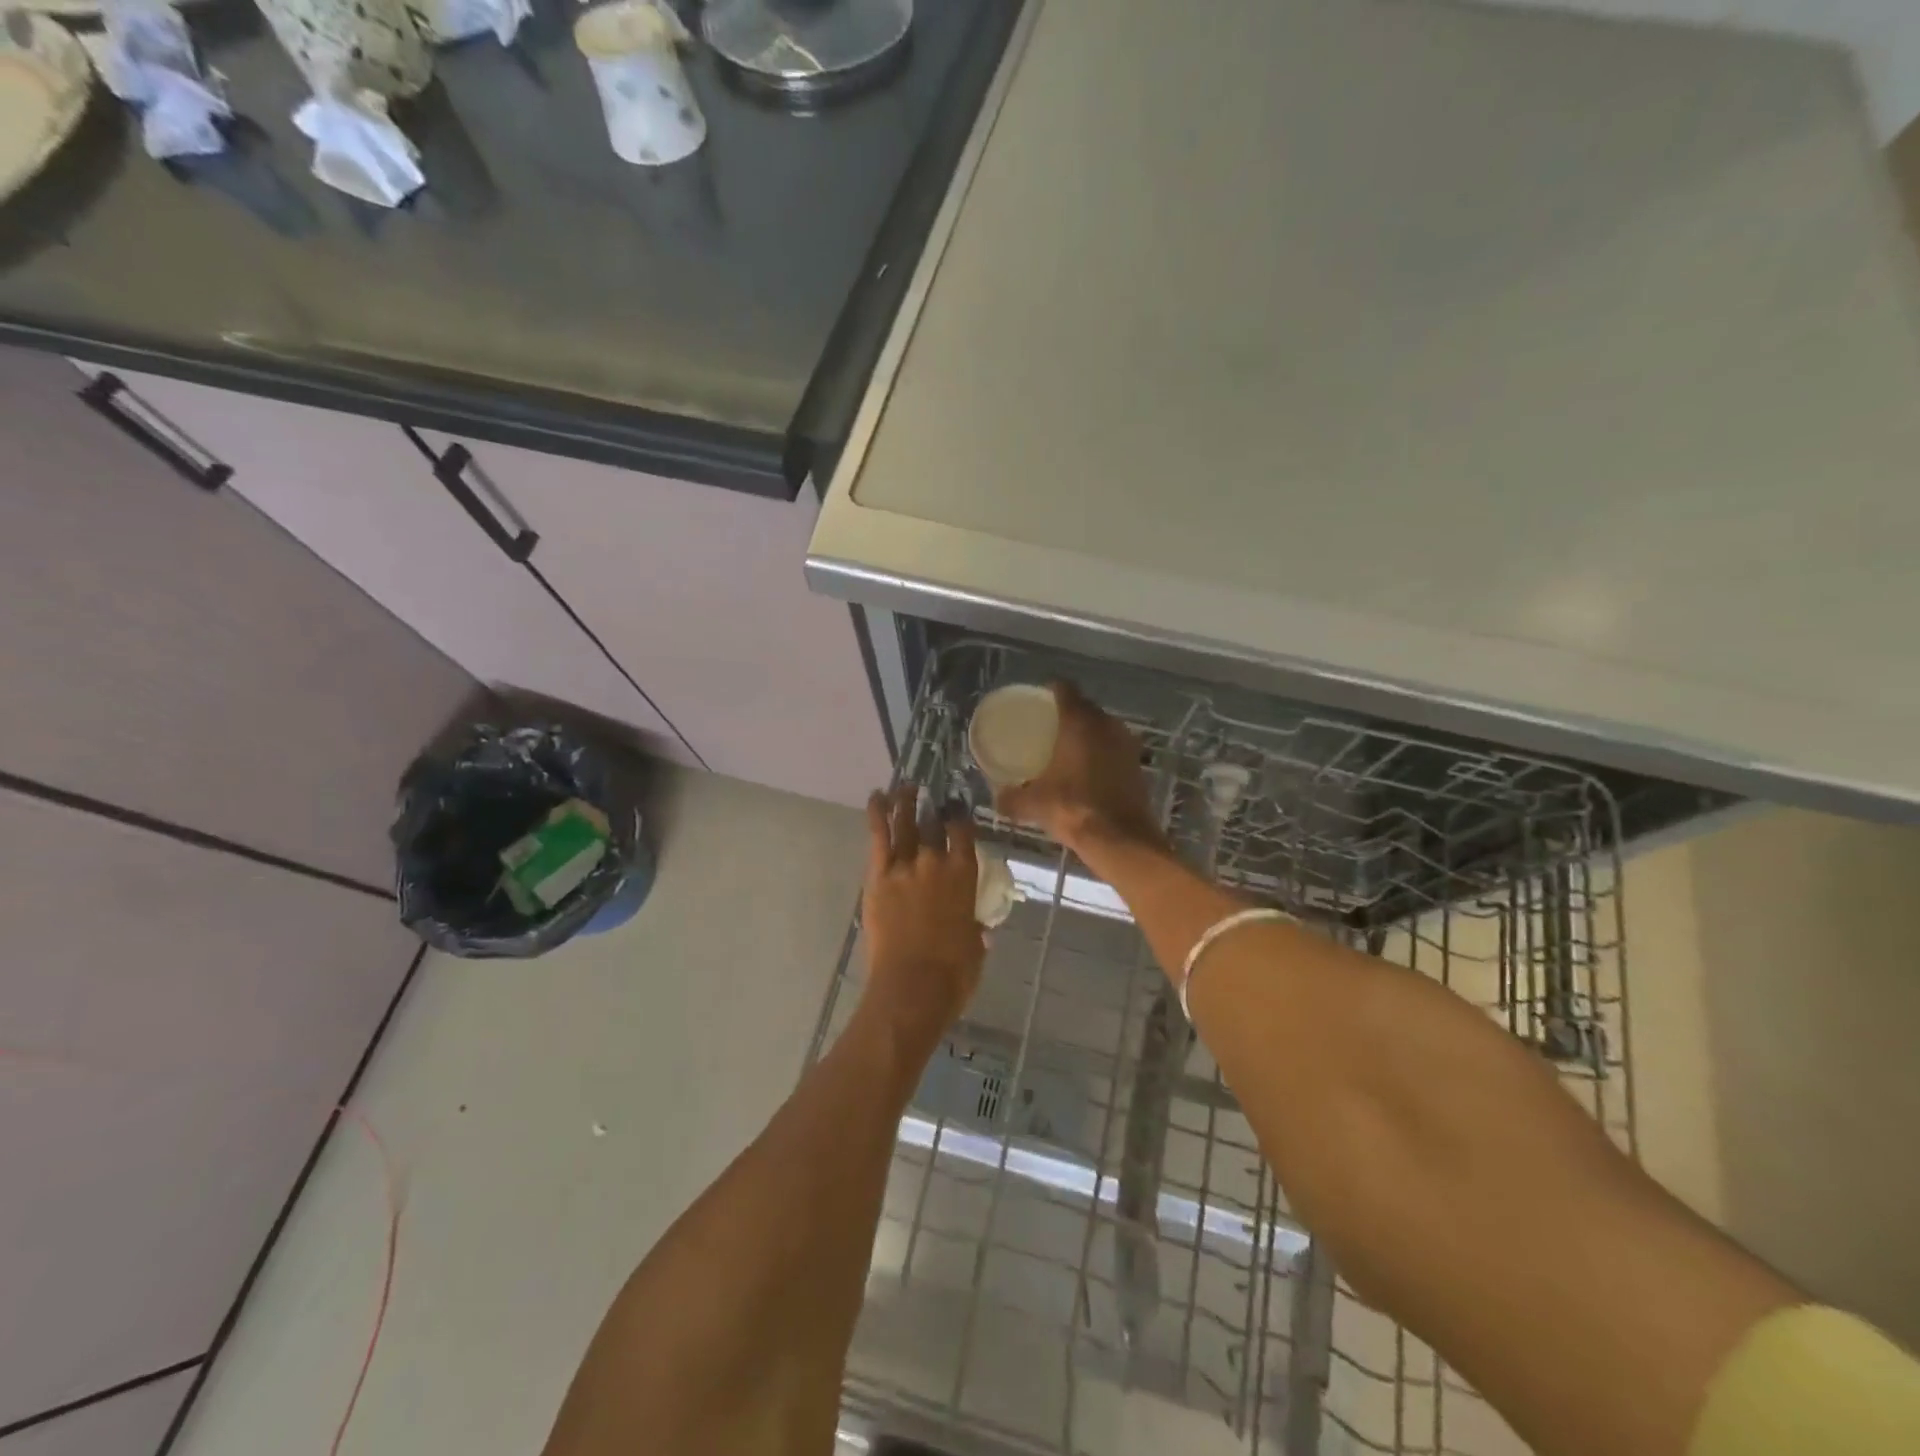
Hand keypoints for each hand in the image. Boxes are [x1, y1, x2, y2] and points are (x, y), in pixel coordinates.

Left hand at [860, 787, 985, 1055]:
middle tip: (932, 794)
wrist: (913, 986)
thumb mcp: (975, 948)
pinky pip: (878, 836)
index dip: (961, 816)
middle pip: (934, 823)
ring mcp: (905, 865)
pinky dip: (877, 813)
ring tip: (906, 786)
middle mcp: (936, 861)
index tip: (957, 808)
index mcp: (965, 875)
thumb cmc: (953, 973)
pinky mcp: (879, 876)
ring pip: (905, 823)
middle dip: (934, 806)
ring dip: (906, 801)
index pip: (964, 833)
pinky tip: (877, 796)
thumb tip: (978, 929)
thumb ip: (975, 930)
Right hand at [995, 682, 1162, 853]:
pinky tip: (1088, 769)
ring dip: (1088, 733)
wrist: (1121, 839)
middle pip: (1085, 706)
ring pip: (1103, 727)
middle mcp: (1106, 725)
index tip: (1039, 699)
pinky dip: (1101, 752)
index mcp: (1079, 723)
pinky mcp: (1137, 764)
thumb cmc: (1074, 809)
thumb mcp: (1035, 804)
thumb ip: (1012, 798)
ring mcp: (1126, 743)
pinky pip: (1114, 747)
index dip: (1051, 689)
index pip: (1065, 689)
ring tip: (1067, 747)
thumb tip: (997, 799)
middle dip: (1069, 712)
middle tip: (1048, 725)